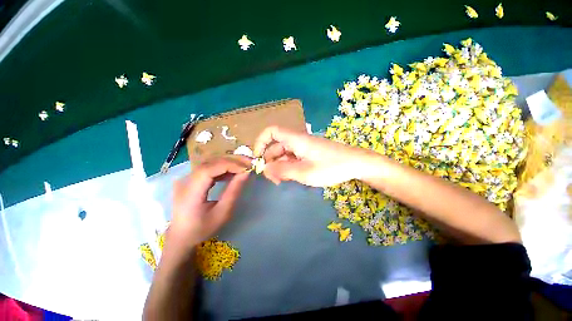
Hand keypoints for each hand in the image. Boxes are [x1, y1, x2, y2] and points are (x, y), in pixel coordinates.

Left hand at [168, 157, 250, 251]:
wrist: (181, 236)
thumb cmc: (202, 228)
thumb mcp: (222, 213)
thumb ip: (234, 191)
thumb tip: (246, 173)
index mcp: (190, 193)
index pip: (209, 170)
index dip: (229, 165)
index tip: (246, 168)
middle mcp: (185, 181)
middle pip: (210, 163)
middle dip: (232, 161)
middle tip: (250, 162)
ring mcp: (186, 179)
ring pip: (210, 163)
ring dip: (229, 163)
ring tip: (244, 166)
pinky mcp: (190, 179)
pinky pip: (208, 168)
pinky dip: (222, 168)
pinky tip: (232, 172)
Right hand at [254, 126, 367, 186]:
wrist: (356, 163)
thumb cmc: (331, 166)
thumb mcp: (304, 172)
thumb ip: (282, 170)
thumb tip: (264, 169)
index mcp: (295, 139)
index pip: (271, 131)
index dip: (261, 142)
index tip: (258, 158)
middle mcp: (298, 141)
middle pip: (276, 146)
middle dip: (270, 161)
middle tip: (272, 178)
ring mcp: (304, 147)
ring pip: (285, 153)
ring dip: (279, 166)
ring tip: (281, 181)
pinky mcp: (310, 153)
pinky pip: (293, 158)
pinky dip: (289, 166)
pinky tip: (291, 177)